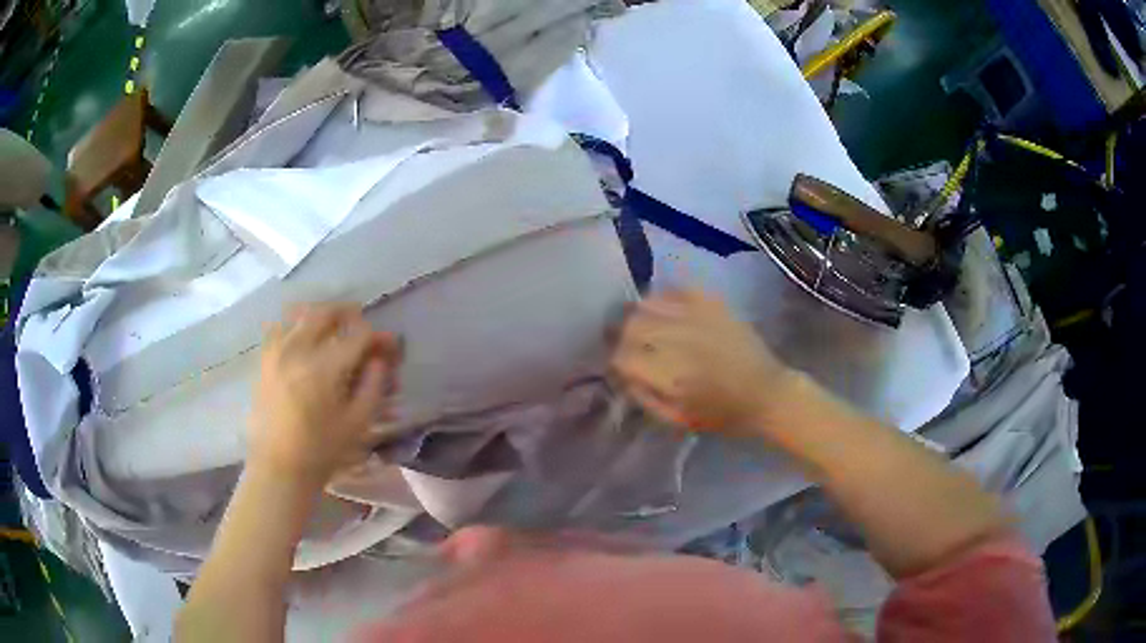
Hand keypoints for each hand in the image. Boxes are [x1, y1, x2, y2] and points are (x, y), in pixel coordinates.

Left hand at [248, 303, 402, 484]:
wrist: (279, 465)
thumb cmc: (322, 449)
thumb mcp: (357, 423)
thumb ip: (373, 386)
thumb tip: (380, 360)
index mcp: (325, 367)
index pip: (358, 336)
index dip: (378, 337)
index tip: (389, 345)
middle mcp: (299, 350)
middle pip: (326, 313)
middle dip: (349, 314)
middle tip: (361, 325)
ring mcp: (277, 352)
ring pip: (301, 315)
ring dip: (322, 316)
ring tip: (333, 328)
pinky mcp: (265, 361)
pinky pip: (280, 328)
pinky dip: (296, 325)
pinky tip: (304, 339)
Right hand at [611, 290, 794, 437]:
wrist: (768, 393)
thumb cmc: (723, 414)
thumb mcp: (679, 421)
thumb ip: (645, 399)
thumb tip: (624, 377)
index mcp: (669, 375)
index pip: (622, 357)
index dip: (615, 362)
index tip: (620, 368)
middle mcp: (678, 340)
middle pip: (630, 325)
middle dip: (621, 336)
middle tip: (626, 345)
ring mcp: (695, 316)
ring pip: (647, 304)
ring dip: (637, 316)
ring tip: (641, 326)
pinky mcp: (711, 302)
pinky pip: (673, 290)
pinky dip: (661, 299)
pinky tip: (664, 310)